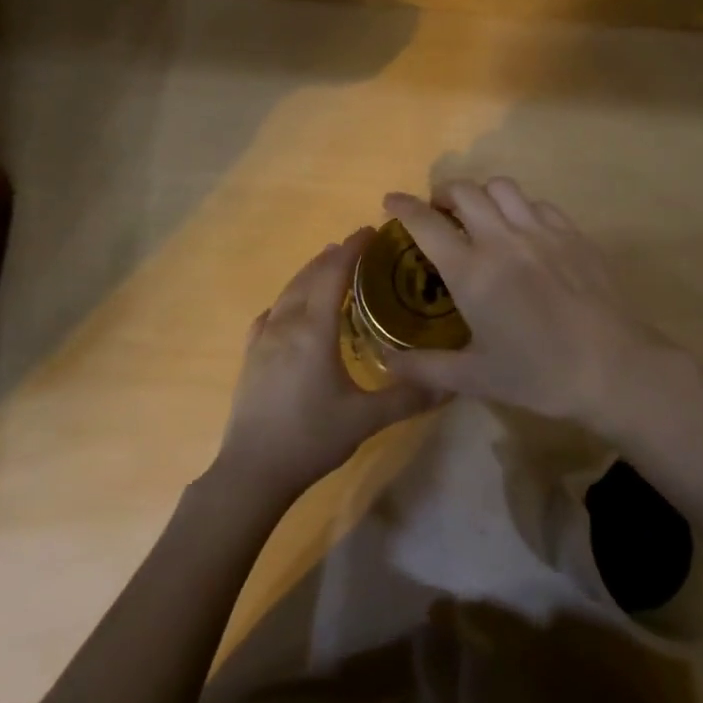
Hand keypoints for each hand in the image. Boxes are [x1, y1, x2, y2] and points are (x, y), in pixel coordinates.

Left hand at [215, 228, 437, 501]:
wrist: (252, 470)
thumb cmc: (311, 438)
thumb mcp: (365, 419)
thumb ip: (408, 396)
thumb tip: (451, 383)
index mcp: (314, 330)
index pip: (333, 274)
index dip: (352, 249)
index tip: (370, 231)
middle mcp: (286, 324)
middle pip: (309, 276)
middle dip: (333, 256)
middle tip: (357, 247)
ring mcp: (263, 339)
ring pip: (288, 292)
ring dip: (309, 273)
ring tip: (327, 266)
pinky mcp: (250, 356)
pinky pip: (271, 314)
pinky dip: (288, 300)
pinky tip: (291, 309)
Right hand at [381, 180, 696, 431]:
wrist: (613, 368)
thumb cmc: (539, 374)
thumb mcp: (476, 378)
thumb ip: (426, 367)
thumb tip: (386, 362)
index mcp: (472, 272)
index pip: (426, 224)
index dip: (403, 207)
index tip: (391, 200)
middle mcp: (502, 239)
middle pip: (464, 191)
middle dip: (443, 193)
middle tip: (438, 212)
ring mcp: (541, 231)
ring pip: (502, 187)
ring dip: (482, 194)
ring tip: (480, 215)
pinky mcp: (572, 233)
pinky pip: (538, 203)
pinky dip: (520, 207)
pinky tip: (523, 231)